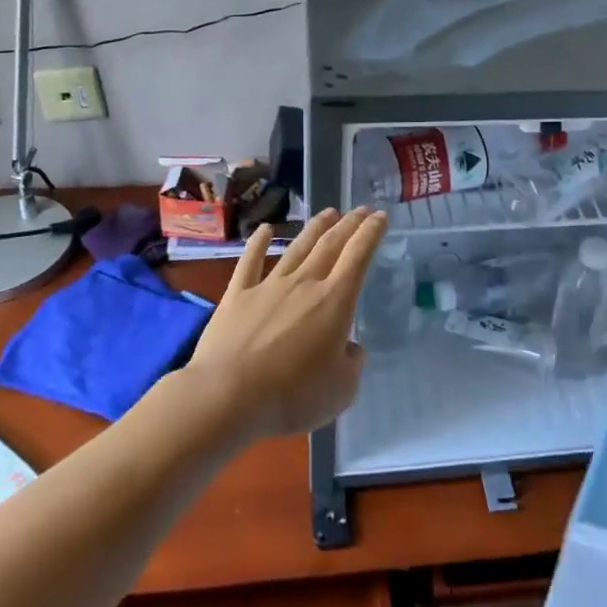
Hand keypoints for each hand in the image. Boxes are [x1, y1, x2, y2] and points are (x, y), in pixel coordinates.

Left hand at [185, 207, 384, 440]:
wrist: (227, 396)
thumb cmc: (292, 396)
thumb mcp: (341, 390)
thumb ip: (352, 365)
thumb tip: (351, 348)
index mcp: (334, 301)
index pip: (358, 256)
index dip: (370, 233)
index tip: (379, 216)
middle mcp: (304, 284)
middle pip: (330, 245)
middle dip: (348, 224)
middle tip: (360, 210)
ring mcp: (268, 286)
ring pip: (297, 248)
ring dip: (314, 228)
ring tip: (328, 213)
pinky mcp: (237, 296)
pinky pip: (250, 263)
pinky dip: (258, 244)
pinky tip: (264, 230)